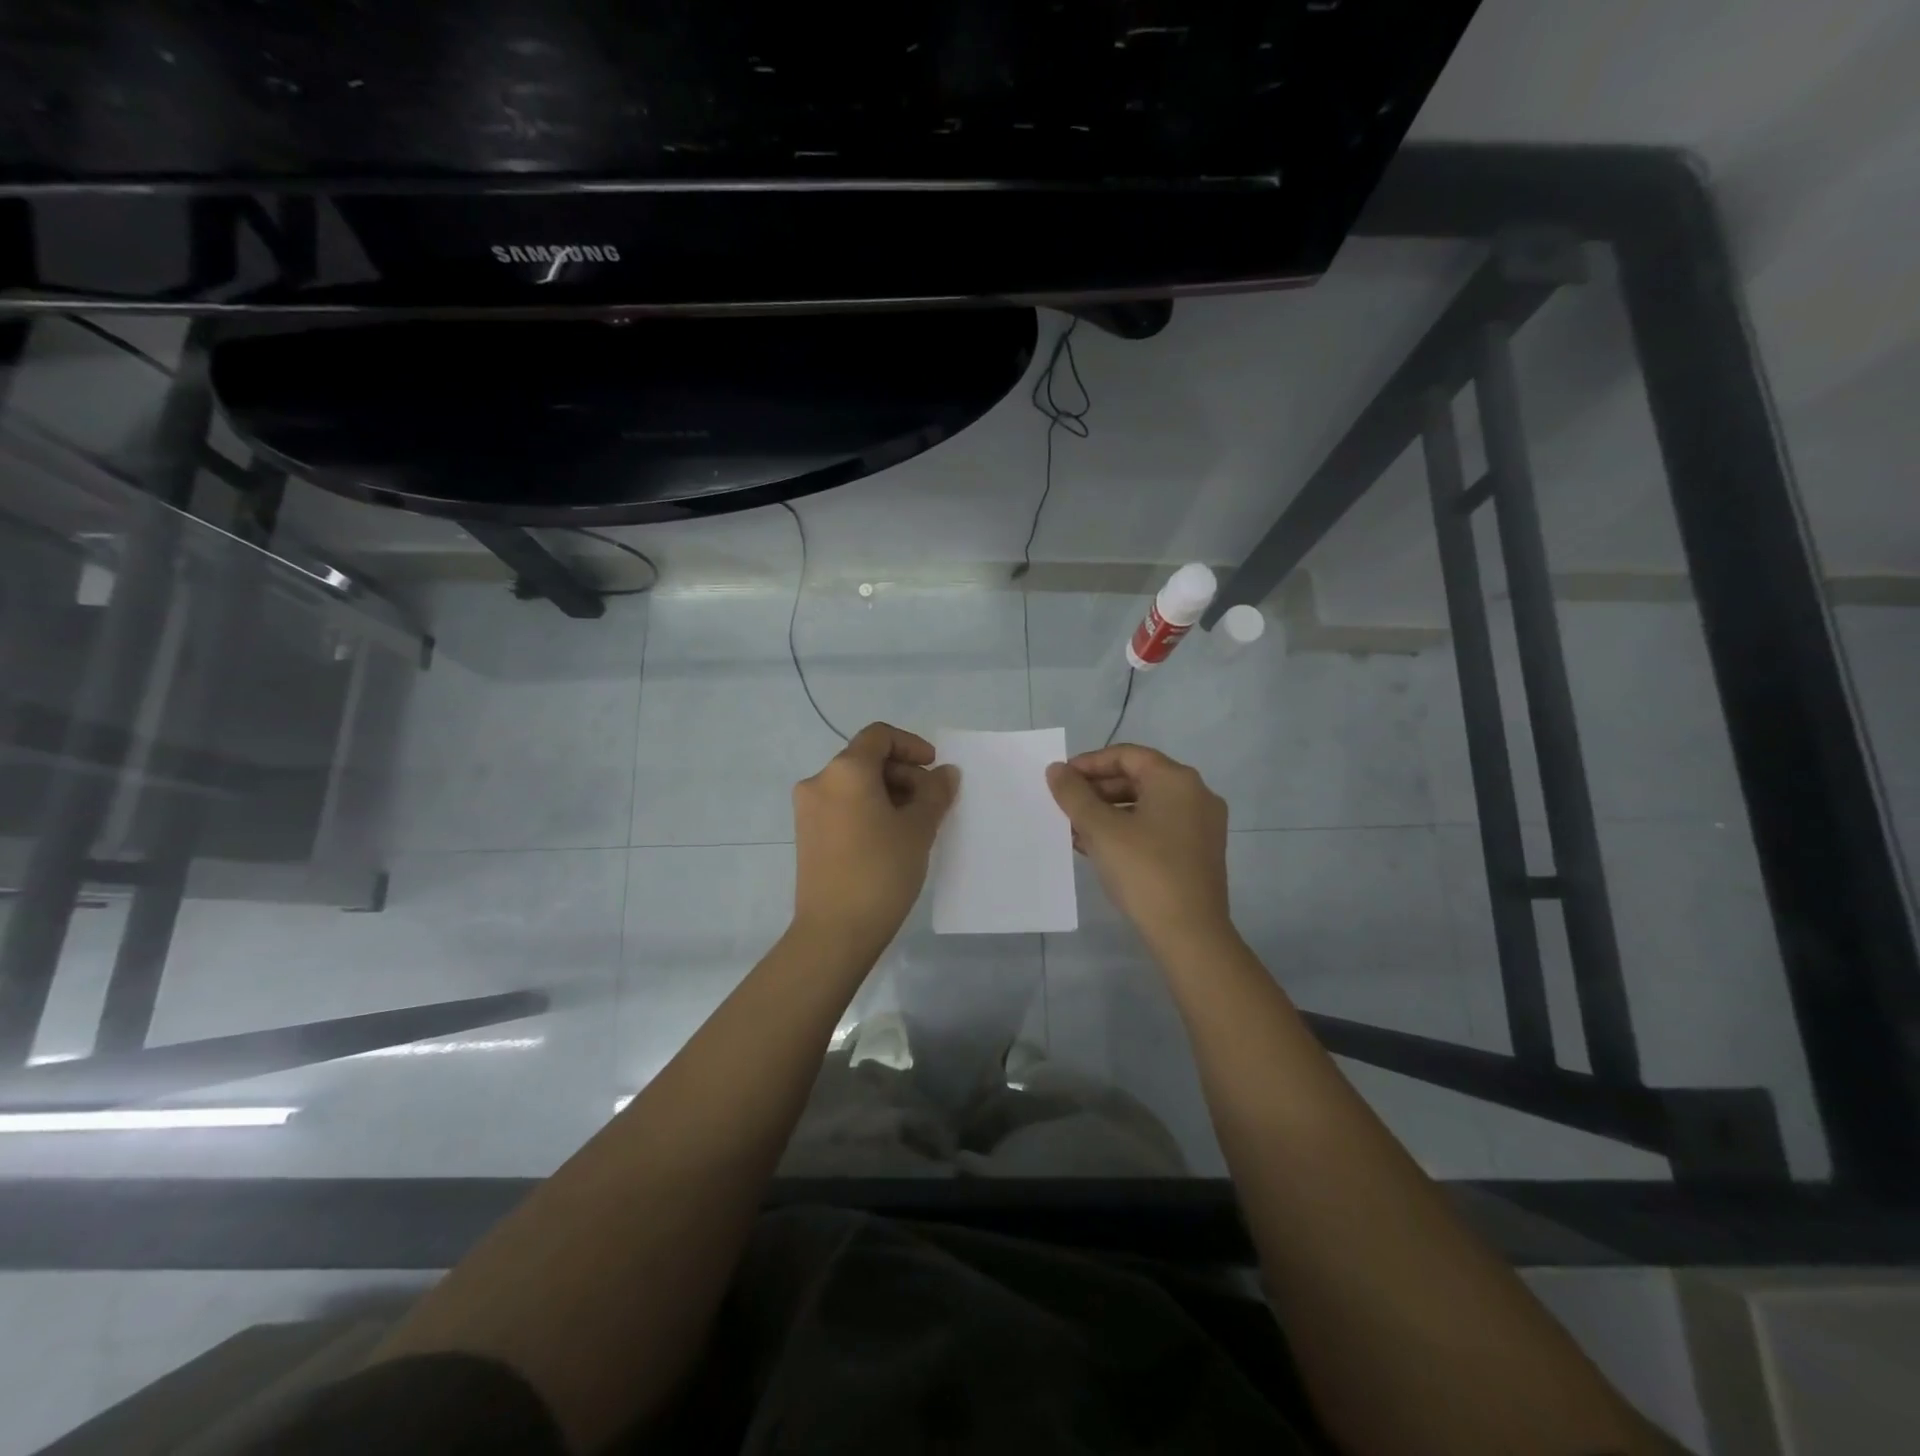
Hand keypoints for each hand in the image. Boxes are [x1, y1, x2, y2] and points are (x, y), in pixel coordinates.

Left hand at [792, 722, 959, 953]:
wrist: (834, 931)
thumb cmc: (881, 871)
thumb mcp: (918, 828)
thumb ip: (935, 793)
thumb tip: (945, 773)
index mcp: (845, 770)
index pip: (879, 736)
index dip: (911, 745)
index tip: (933, 769)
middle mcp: (820, 782)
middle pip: (866, 760)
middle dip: (903, 774)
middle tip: (931, 804)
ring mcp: (808, 810)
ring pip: (855, 785)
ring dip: (888, 794)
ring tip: (915, 825)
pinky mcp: (807, 835)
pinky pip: (843, 807)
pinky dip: (869, 810)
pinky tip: (891, 839)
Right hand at [1046, 745, 1231, 952]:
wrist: (1190, 934)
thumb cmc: (1144, 870)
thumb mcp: (1101, 829)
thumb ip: (1074, 794)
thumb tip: (1056, 770)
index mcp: (1177, 780)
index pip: (1126, 755)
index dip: (1089, 763)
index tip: (1060, 779)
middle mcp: (1196, 795)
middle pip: (1137, 779)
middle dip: (1097, 791)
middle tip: (1065, 806)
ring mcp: (1202, 826)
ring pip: (1145, 806)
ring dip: (1108, 813)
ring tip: (1074, 830)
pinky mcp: (1198, 853)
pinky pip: (1157, 828)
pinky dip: (1127, 831)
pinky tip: (1098, 849)